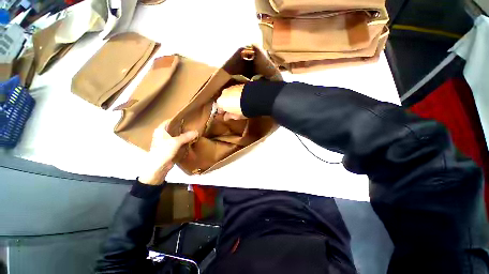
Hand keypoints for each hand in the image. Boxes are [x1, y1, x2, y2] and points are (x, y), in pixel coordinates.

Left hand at [138, 120, 197, 184]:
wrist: (158, 167)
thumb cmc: (163, 151)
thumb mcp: (175, 142)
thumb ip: (186, 136)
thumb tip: (196, 132)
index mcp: (160, 130)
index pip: (170, 121)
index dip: (178, 119)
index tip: (188, 118)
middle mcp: (163, 135)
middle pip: (174, 129)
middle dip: (183, 128)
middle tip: (193, 125)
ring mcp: (167, 142)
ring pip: (177, 136)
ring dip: (184, 135)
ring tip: (194, 132)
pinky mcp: (171, 148)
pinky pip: (179, 142)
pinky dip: (184, 141)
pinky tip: (191, 140)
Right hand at [217, 84, 246, 120]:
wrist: (252, 98)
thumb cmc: (242, 110)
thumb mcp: (235, 116)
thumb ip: (229, 116)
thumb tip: (225, 117)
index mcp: (220, 102)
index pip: (219, 109)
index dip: (222, 113)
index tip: (225, 116)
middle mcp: (223, 93)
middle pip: (223, 100)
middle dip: (227, 105)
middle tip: (232, 110)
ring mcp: (230, 88)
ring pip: (229, 95)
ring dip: (232, 99)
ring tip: (238, 104)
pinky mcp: (238, 84)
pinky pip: (235, 91)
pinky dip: (237, 95)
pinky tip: (242, 99)